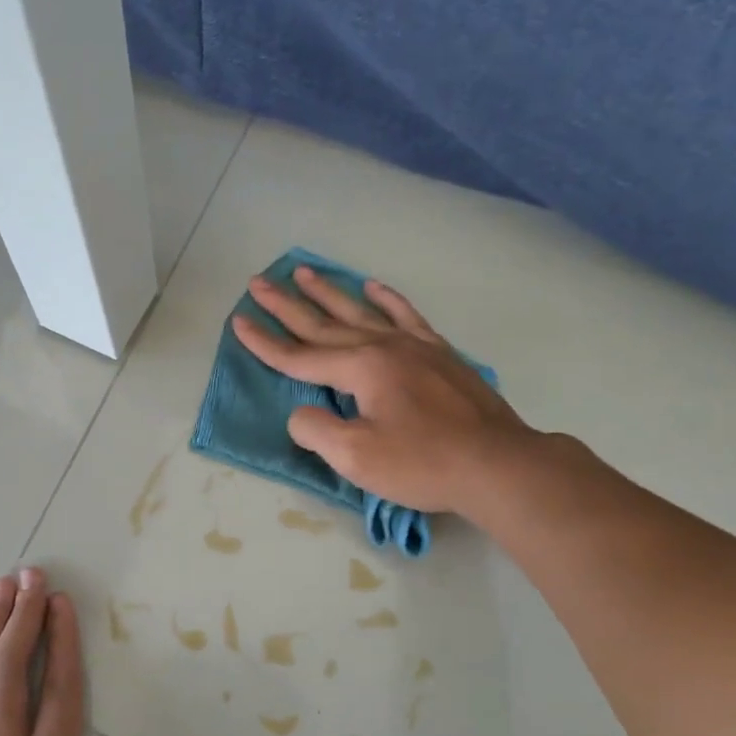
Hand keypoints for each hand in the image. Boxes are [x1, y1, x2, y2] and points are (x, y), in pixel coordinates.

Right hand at [232, 266, 537, 517]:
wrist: (497, 464)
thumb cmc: (423, 463)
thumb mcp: (356, 457)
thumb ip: (317, 430)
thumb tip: (302, 413)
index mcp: (361, 368)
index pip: (300, 355)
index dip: (265, 343)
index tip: (238, 322)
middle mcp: (384, 346)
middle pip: (324, 323)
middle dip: (287, 305)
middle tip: (258, 282)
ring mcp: (415, 346)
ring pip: (361, 311)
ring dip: (329, 292)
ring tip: (304, 271)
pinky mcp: (439, 354)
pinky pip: (407, 316)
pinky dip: (387, 299)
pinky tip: (374, 286)